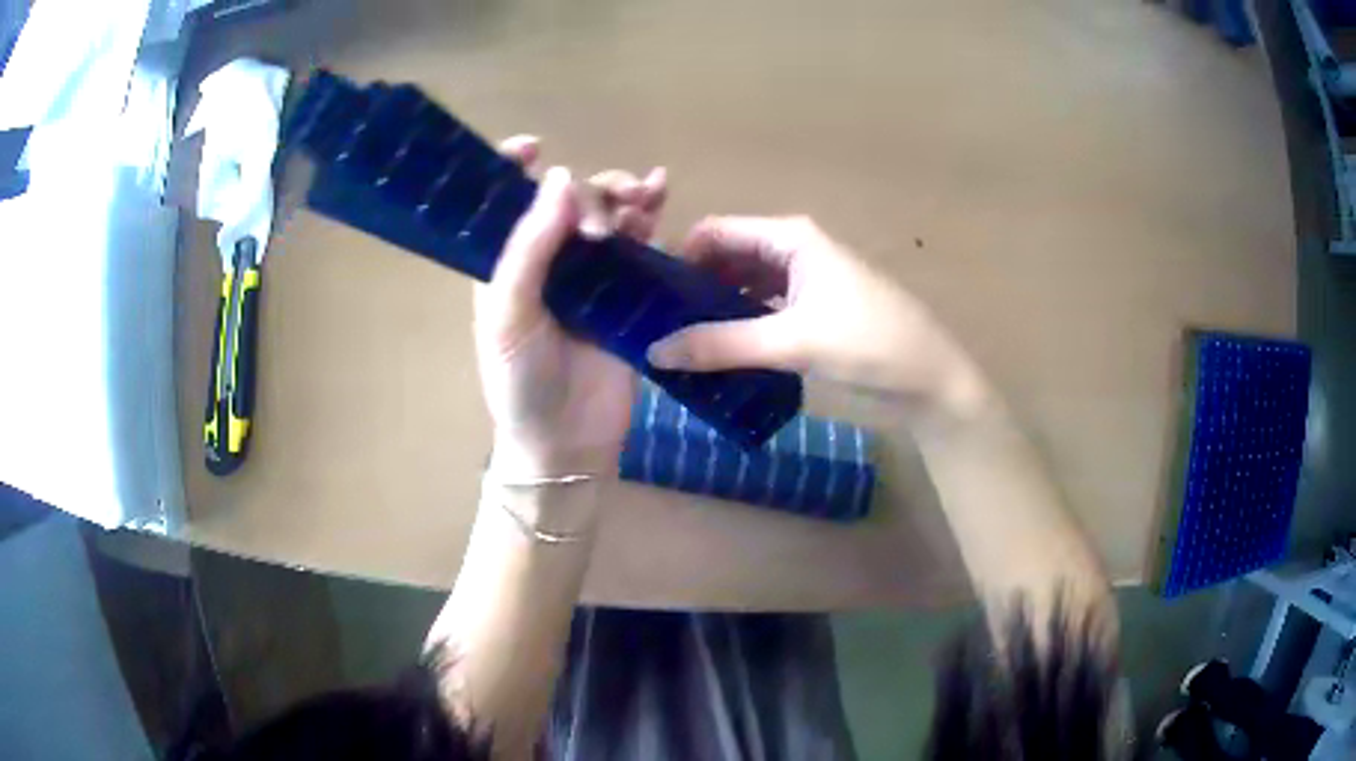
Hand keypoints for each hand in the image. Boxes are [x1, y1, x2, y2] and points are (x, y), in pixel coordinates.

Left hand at [475, 136, 666, 476]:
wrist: (567, 443)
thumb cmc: (522, 384)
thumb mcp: (510, 318)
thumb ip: (528, 250)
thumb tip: (561, 177)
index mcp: (505, 263)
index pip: (504, 200)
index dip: (513, 166)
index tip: (535, 146)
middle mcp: (545, 259)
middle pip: (566, 199)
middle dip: (588, 193)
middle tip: (602, 226)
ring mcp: (588, 273)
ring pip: (605, 213)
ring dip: (622, 195)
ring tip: (644, 197)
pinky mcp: (626, 290)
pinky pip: (639, 241)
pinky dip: (649, 214)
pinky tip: (661, 196)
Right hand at [647, 216, 985, 411]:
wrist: (929, 380)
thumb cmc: (868, 343)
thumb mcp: (792, 341)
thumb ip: (722, 345)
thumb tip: (654, 351)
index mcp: (788, 238)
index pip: (715, 232)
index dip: (678, 257)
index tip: (646, 295)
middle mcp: (791, 251)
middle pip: (726, 259)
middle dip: (691, 287)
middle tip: (654, 326)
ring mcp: (802, 283)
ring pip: (742, 288)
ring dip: (713, 311)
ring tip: (676, 344)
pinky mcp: (810, 314)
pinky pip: (760, 312)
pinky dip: (738, 328)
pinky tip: (715, 355)